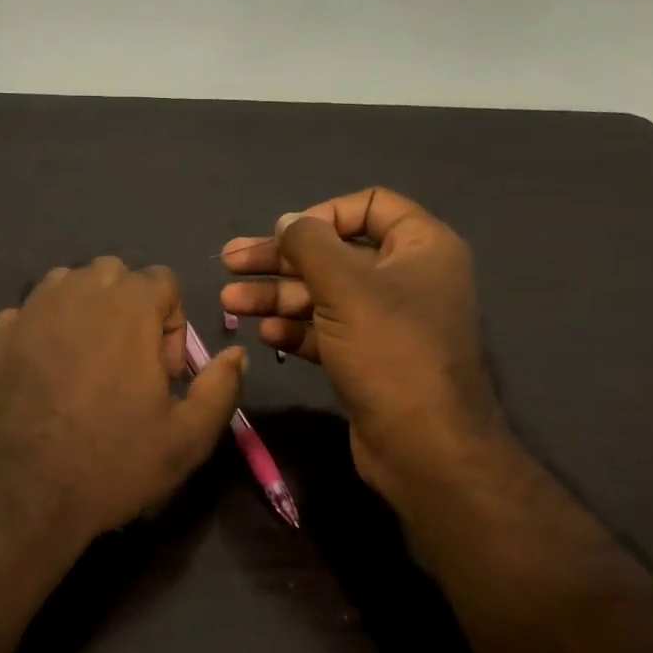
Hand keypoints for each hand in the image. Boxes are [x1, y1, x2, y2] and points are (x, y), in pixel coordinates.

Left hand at [0, 257, 246, 559]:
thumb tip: (237, 353)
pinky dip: (43, 331)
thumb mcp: (187, 438)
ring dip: (85, 311)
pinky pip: (29, 313)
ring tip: (84, 365)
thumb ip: (221, 387)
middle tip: (126, 364)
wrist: (19, 495)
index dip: (171, 323)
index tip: (161, 372)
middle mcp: (77, 293)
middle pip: (113, 274)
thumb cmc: (111, 464)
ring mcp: (30, 310)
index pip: (162, 280)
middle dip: (129, 308)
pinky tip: (43, 376)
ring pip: (67, 285)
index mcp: (128, 307)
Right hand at [220, 188, 503, 496]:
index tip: (284, 234)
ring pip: (323, 295)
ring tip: (229, 302)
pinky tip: (265, 334)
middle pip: (334, 253)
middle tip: (229, 262)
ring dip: (276, 296)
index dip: (321, 214)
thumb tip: (287, 222)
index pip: (369, 206)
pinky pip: (326, 330)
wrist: (424, 446)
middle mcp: (406, 278)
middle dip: (279, 260)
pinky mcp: (368, 358)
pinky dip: (295, 329)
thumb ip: (309, 244)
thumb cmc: (390, 351)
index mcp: (421, 247)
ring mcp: (387, 321)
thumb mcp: (345, 286)